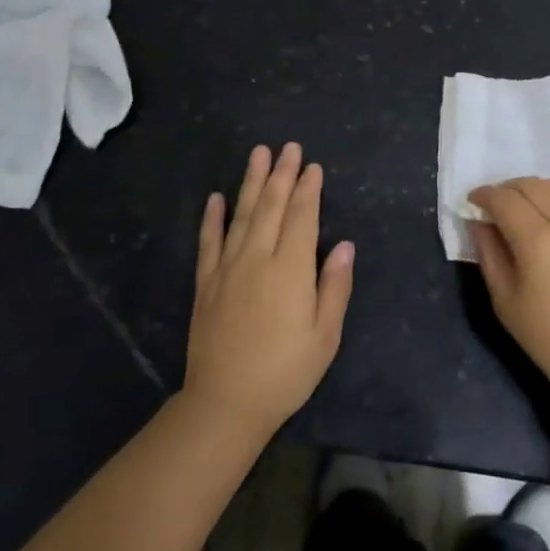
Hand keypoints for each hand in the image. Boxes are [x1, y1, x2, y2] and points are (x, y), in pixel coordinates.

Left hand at [183, 143, 354, 438]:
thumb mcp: (325, 335)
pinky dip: (213, 218)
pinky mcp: (206, 283)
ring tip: (258, 154)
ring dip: (251, 182)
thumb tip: (344, 244)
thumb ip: (334, 286)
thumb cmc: (285, 372)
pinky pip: (209, 242)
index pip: (301, 217)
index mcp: (290, 270)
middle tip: (288, 147)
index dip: (308, 190)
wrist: (226, 403)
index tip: (313, 167)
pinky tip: (216, 197)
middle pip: (271, 207)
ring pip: (241, 215)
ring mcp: (228, 268)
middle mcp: (258, 258)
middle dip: (282, 175)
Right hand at [468, 177, 549, 402]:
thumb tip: (478, 223)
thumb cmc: (547, 336)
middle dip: (505, 189)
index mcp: (538, 239)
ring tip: (515, 207)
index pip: (505, 199)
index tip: (471, 202)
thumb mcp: (505, 299)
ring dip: (529, 189)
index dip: (484, 196)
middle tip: (490, 206)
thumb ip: (488, 253)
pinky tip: (542, 215)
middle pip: (530, 185)